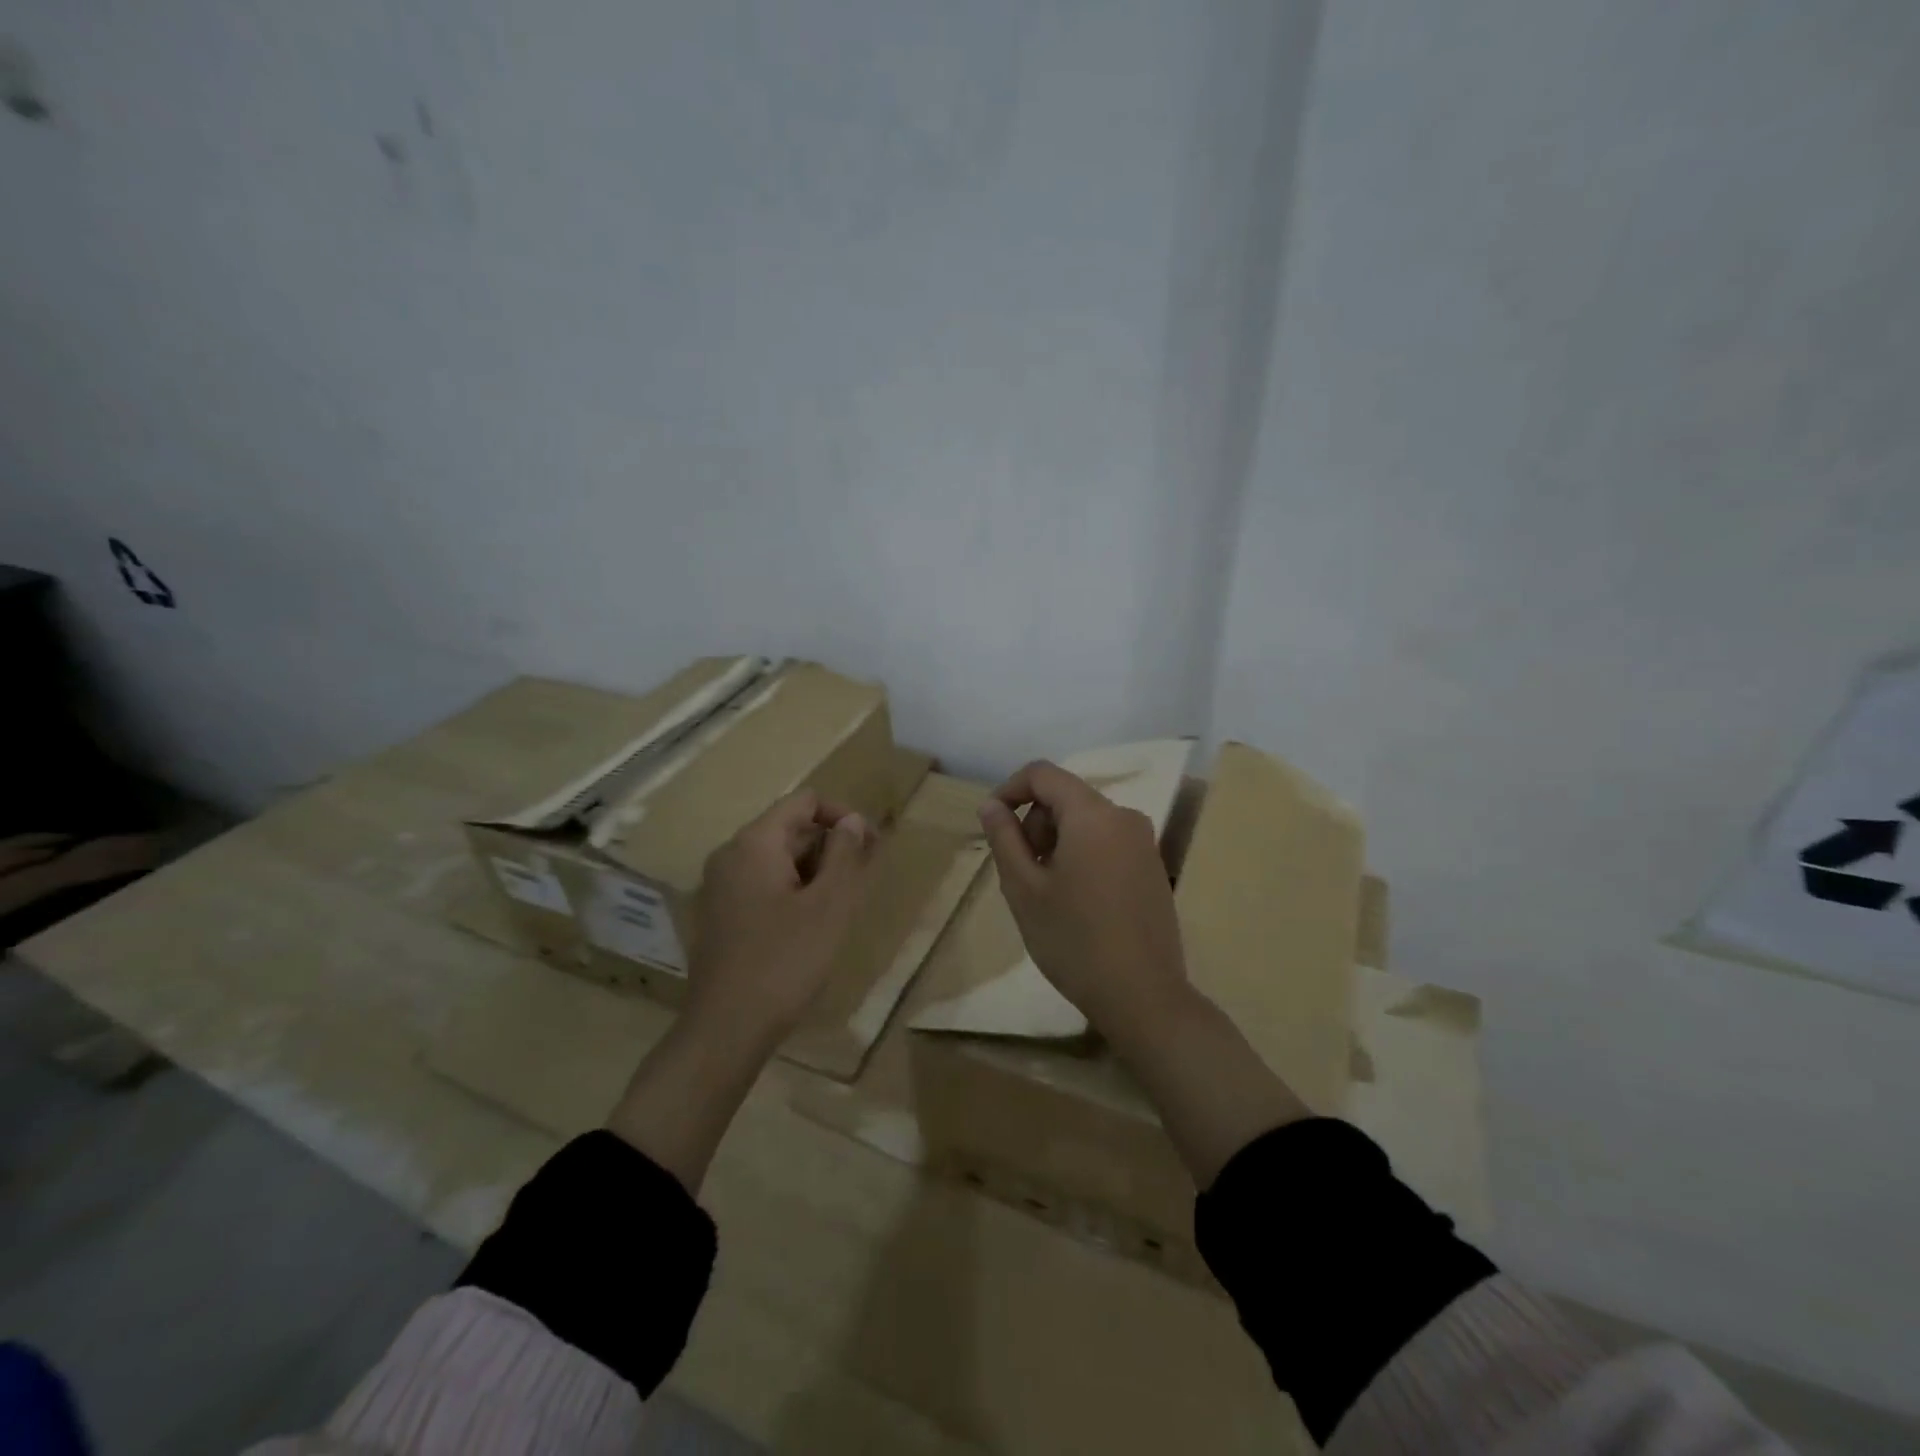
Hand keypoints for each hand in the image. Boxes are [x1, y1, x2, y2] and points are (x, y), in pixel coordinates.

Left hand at [685, 789, 875, 1047]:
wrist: (726, 1030)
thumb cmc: (785, 962)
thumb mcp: (829, 906)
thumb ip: (844, 854)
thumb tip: (852, 821)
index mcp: (754, 843)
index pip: (804, 801)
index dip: (842, 816)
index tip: (871, 847)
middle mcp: (730, 855)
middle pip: (789, 828)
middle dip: (830, 846)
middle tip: (861, 882)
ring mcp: (720, 886)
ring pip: (777, 859)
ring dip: (814, 872)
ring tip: (840, 907)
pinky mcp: (720, 915)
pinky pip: (762, 885)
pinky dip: (792, 891)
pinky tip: (809, 927)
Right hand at [976, 760, 1191, 1043]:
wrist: (1143, 995)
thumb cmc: (1073, 940)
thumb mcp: (1024, 888)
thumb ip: (1004, 838)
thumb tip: (992, 806)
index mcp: (1092, 815)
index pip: (1043, 774)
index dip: (1009, 789)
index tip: (992, 823)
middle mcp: (1124, 817)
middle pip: (1066, 797)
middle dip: (1035, 823)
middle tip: (1022, 872)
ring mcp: (1144, 843)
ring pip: (1086, 821)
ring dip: (1057, 842)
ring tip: (1048, 892)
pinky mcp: (1153, 867)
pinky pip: (1107, 842)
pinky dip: (1082, 855)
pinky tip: (1077, 902)